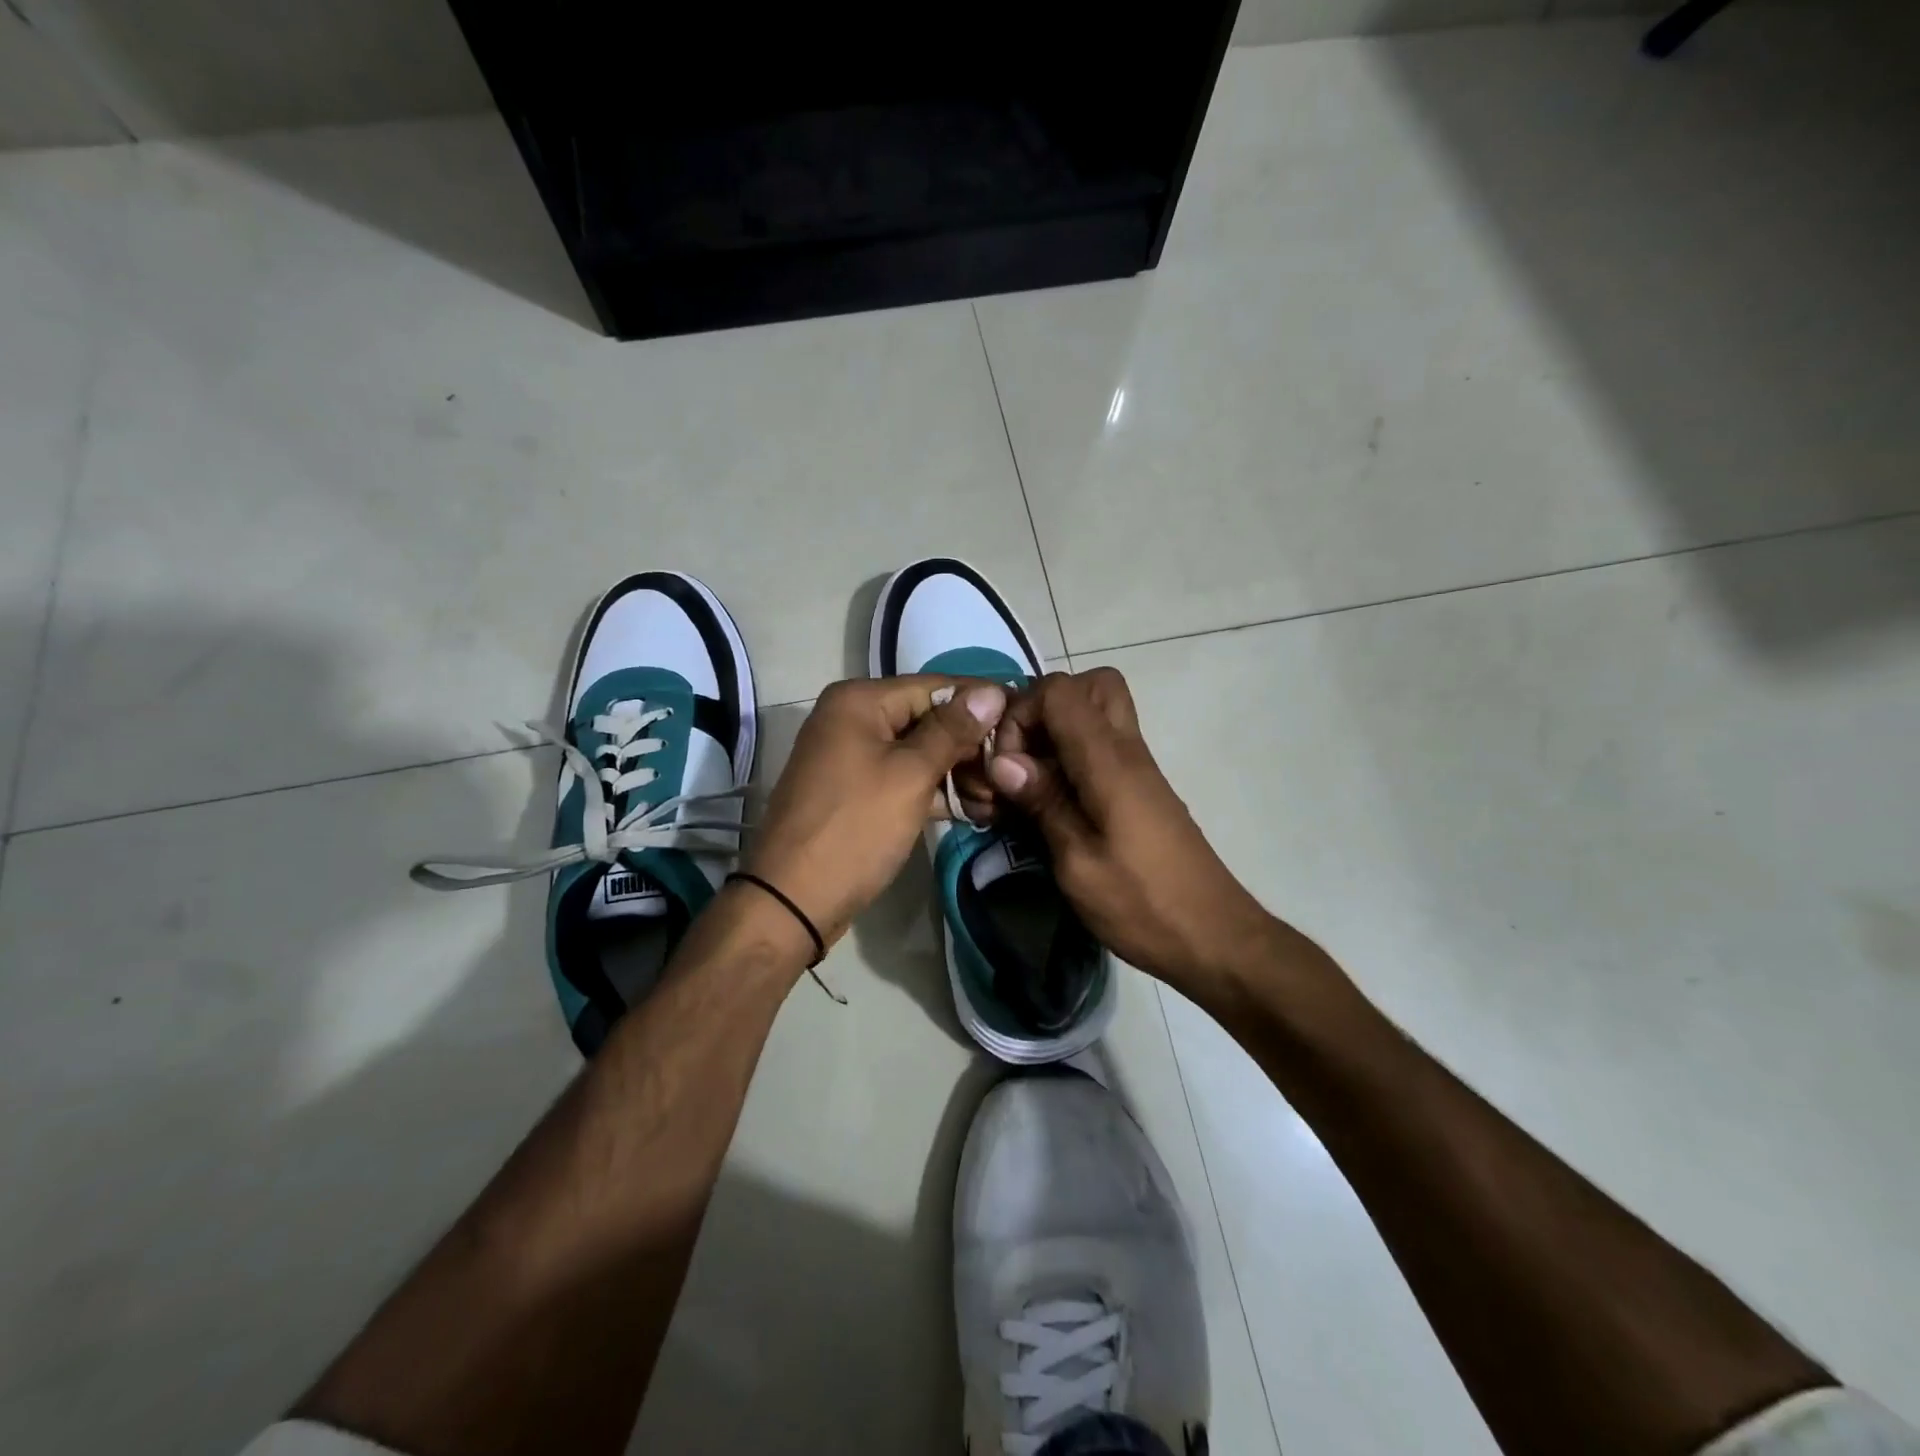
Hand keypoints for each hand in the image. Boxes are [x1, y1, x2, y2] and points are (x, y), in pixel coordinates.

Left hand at [744, 675, 1005, 949]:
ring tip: (998, 798)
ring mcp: (850, 756)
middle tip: (1010, 771)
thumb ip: (952, 731)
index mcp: (859, 701)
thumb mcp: (910, 775)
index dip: (981, 702)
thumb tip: (992, 691)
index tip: (1023, 718)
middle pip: (926, 719)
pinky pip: (902, 778)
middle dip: (970, 746)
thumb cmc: (855, 828)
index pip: (935, 687)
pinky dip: (934, 791)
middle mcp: (851, 718)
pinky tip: (973, 811)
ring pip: (917, 752)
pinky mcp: (854, 791)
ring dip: (957, 772)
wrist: (792, 899)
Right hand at [983, 668, 1275, 991]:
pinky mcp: (1140, 791)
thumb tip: (1003, 761)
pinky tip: (1053, 805)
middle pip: (1090, 685)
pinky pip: (1102, 747)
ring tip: (1032, 784)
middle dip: (1044, 710)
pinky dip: (1072, 758)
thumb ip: (1043, 803)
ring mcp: (1138, 769)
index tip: (1006, 764)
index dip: (1022, 713)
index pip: (1060, 690)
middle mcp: (1127, 751)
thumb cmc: (1143, 905)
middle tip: (1024, 757)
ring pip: (1097, 713)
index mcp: (1109, 761)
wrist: (1213, 937)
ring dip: (1057, 734)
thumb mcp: (1078, 863)